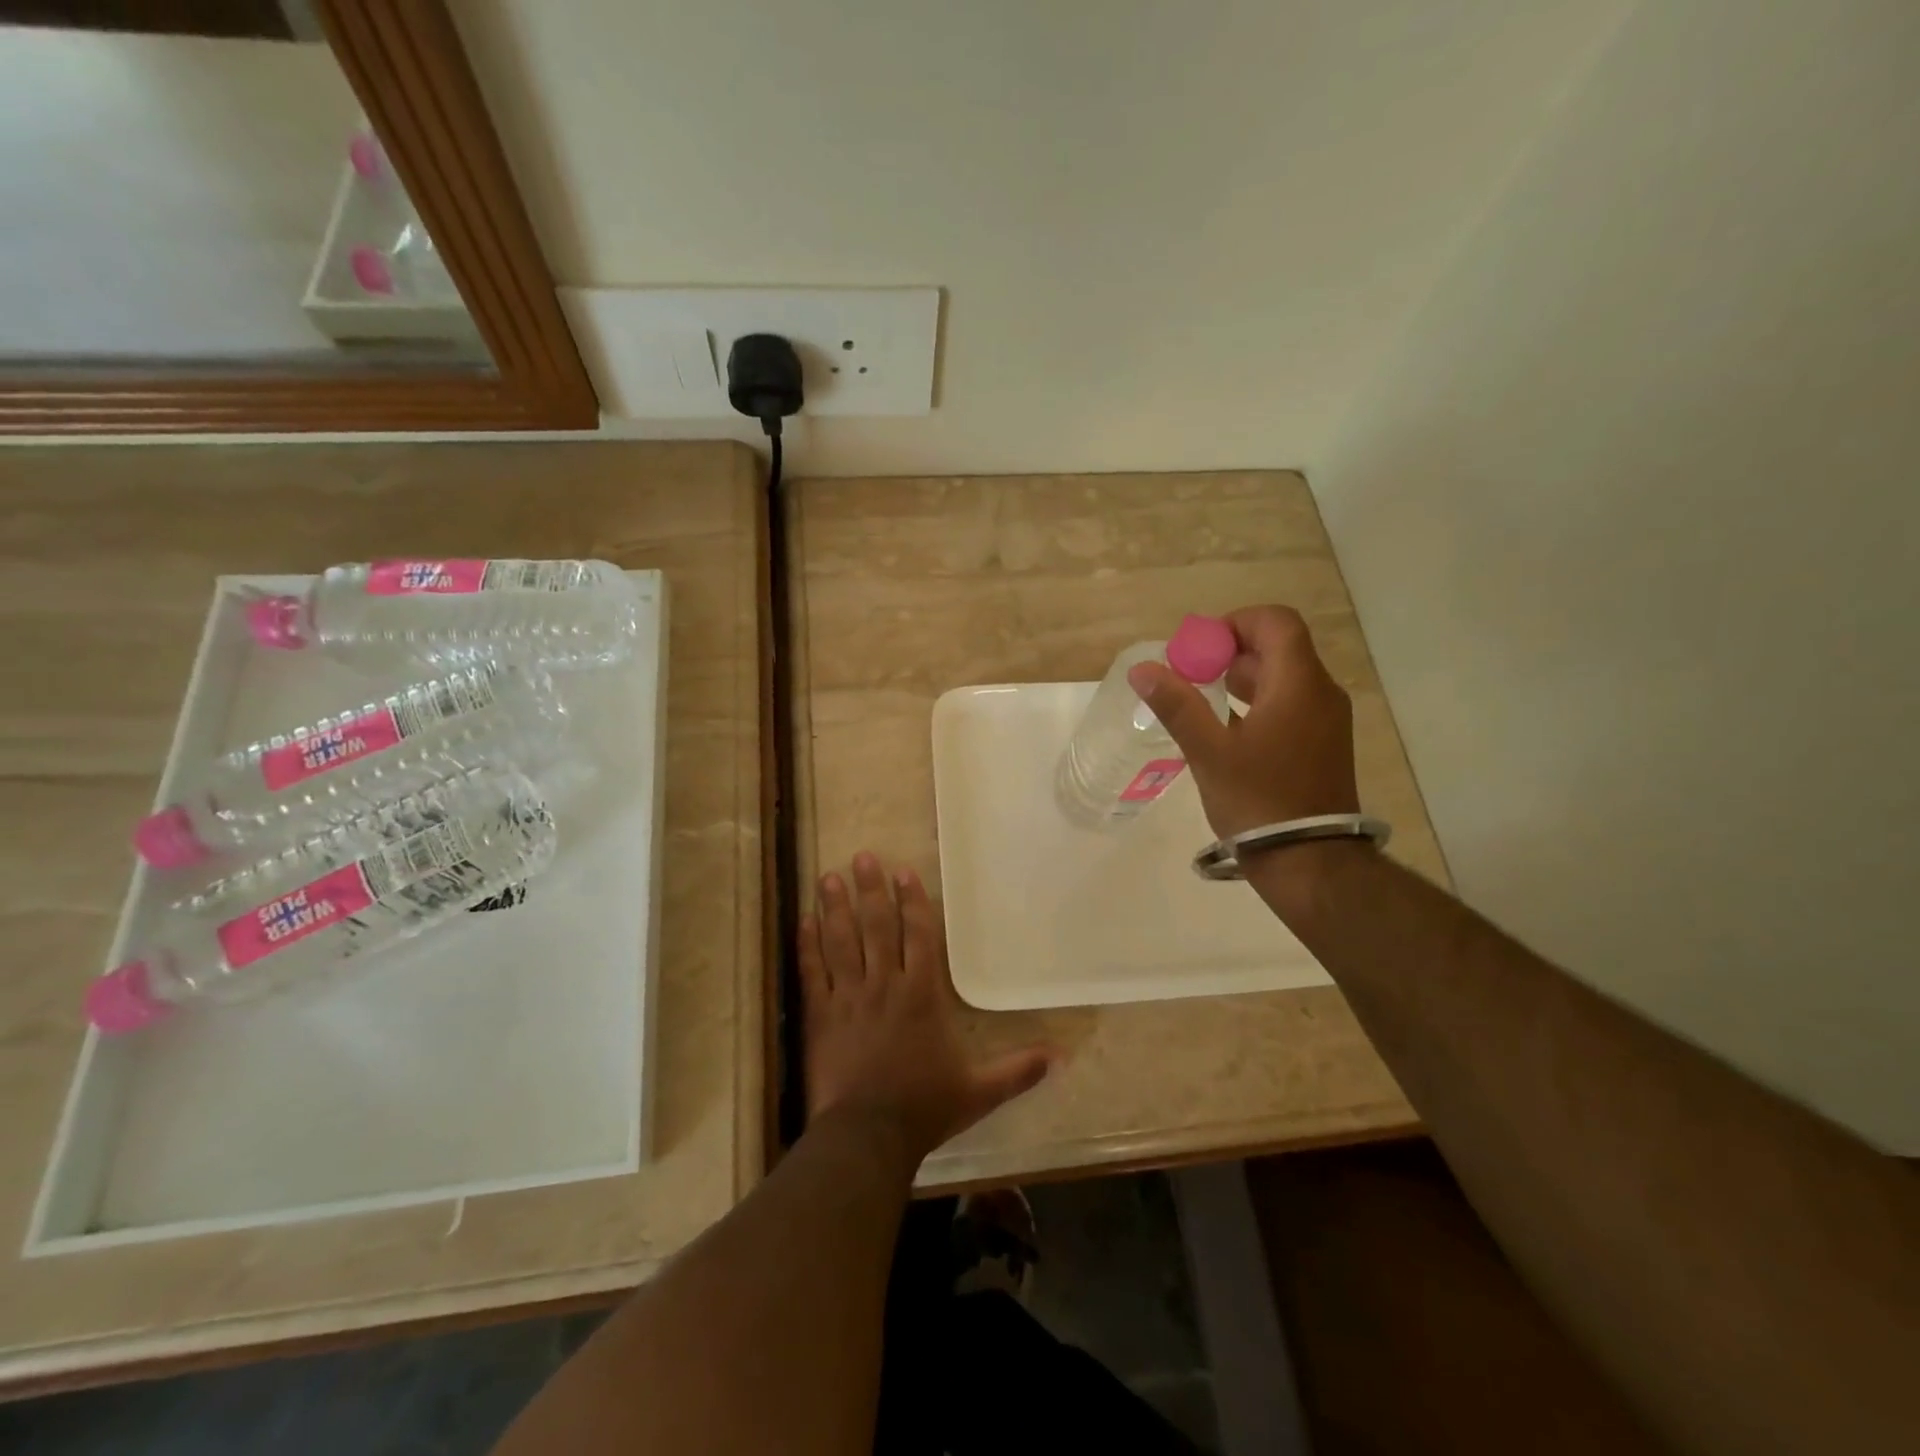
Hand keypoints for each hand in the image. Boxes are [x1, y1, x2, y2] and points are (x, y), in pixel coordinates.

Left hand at [802, 854, 1054, 1163]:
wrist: (868, 1136)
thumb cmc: (925, 1108)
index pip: (918, 935)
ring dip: (836, 907)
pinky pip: (813, 973)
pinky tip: (803, 920)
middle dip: (871, 890)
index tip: (903, 872)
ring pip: (842, 942)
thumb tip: (1060, 1058)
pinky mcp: (821, 1016)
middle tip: (863, 856)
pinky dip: (807, 946)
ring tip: (829, 875)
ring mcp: (850, 998)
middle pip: (877, 927)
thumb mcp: (979, 1091)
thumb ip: (1017, 1070)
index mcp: (922, 995)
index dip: (911, 901)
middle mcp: (885, 985)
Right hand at [1127, 605, 1359, 839]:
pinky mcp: (1323, 745)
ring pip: (1284, 677)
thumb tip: (1142, 669)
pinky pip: (1290, 704)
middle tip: (1190, 672)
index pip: (1275, 621)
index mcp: (1298, 684)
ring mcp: (1326, 721)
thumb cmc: (1258, 800)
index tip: (1199, 647)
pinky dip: (1258, 702)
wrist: (1309, 861)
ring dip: (1243, 677)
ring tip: (1202, 698)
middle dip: (1231, 652)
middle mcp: (1320, 693)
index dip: (1235, 622)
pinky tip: (1227, 728)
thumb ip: (1176, 705)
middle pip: (1279, 647)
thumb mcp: (1208, 751)